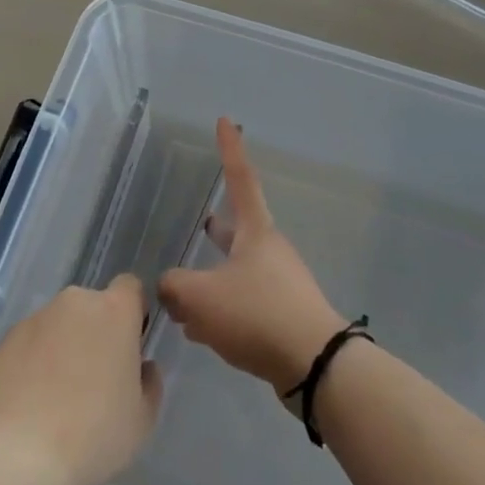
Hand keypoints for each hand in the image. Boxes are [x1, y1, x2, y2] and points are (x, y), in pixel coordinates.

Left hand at [0, 273, 162, 484]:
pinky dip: (37, 358)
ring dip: (66, 344)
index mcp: (114, 311)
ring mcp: (38, 317)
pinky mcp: (7, 338)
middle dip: (98, 332)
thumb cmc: (93, 435)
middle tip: (95, 379)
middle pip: (94, 306)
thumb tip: (141, 366)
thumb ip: (150, 382)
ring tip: (58, 395)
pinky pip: (33, 340)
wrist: (18, 456)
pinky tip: (32, 399)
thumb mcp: (142, 419)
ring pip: (62, 323)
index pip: (131, 287)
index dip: (134, 312)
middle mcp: (75, 302)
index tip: (130, 347)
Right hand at [159, 119, 343, 392]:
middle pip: (238, 231)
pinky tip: (203, 332)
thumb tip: (168, 287)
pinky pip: (246, 303)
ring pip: (237, 273)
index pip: (240, 177)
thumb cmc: (257, 314)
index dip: (230, 148)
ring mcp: (280, 284)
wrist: (316, 365)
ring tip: (184, 300)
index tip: (226, 119)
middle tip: (201, 223)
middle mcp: (270, 251)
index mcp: (255, 232)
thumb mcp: (201, 297)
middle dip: (216, 230)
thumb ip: (175, 287)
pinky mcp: (284, 317)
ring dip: (213, 281)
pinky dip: (223, 310)